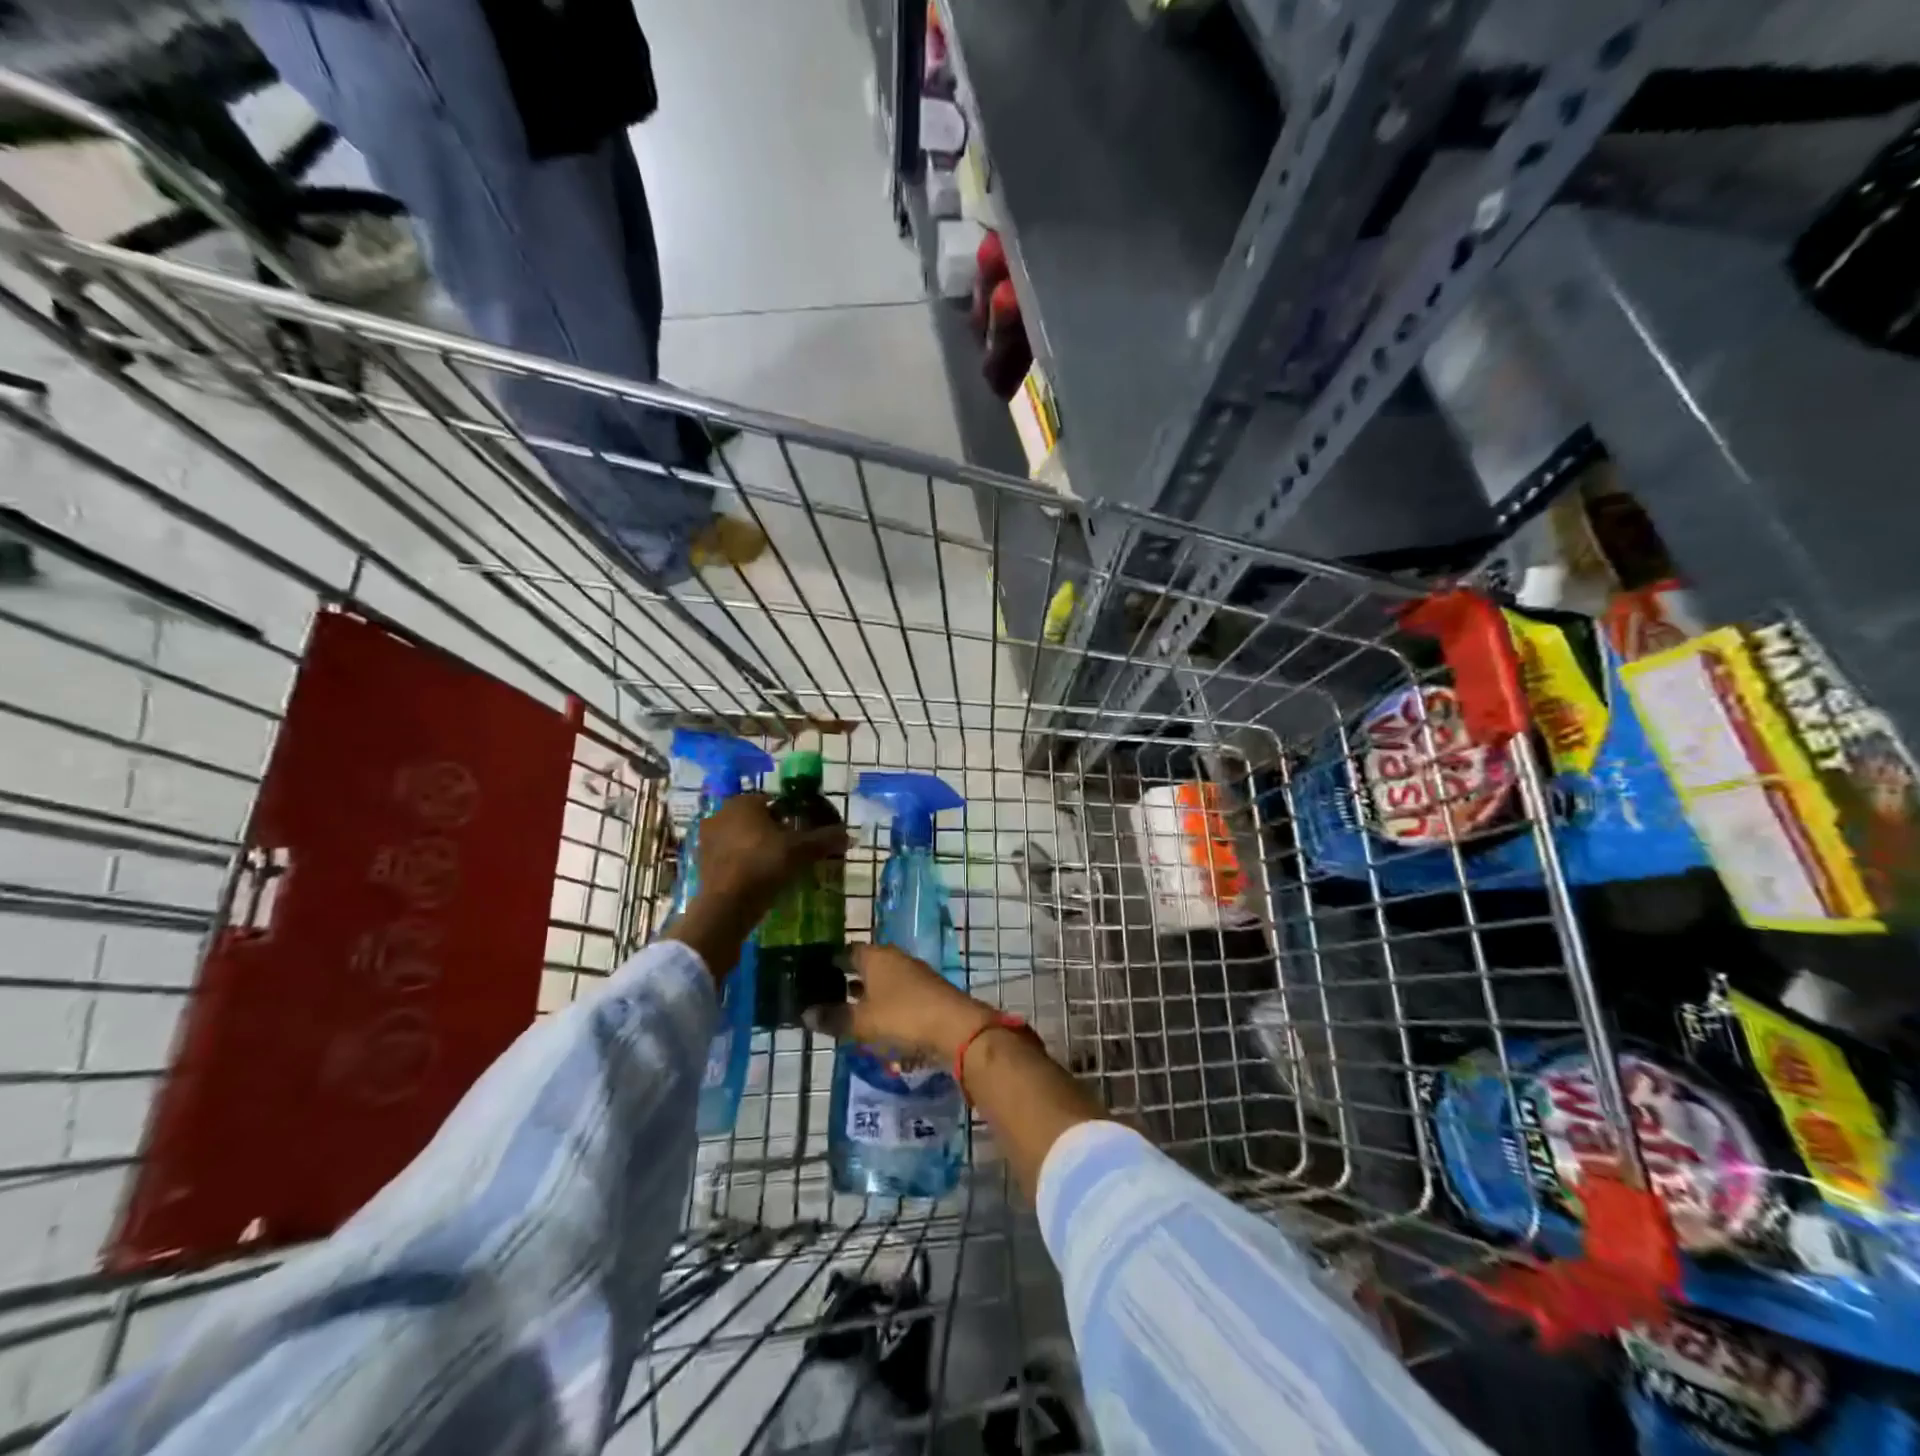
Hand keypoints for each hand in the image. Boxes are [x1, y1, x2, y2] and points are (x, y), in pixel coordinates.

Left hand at [692, 793, 844, 924]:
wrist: (726, 905)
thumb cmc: (764, 864)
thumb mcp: (801, 850)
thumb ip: (825, 839)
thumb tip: (849, 834)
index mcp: (743, 802)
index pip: (774, 801)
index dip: (793, 815)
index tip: (804, 832)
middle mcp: (721, 813)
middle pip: (757, 819)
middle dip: (775, 832)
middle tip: (794, 850)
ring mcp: (708, 839)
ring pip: (743, 838)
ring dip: (759, 848)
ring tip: (779, 867)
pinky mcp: (702, 862)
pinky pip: (731, 856)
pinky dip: (745, 863)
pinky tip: (760, 878)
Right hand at [803, 944, 993, 1062]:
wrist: (955, 1027)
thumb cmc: (902, 1016)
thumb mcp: (862, 1021)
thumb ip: (834, 1017)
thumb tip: (805, 1014)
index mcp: (876, 956)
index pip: (847, 952)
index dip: (831, 962)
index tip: (814, 974)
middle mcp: (894, 958)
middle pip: (866, 964)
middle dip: (848, 978)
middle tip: (827, 994)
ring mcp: (913, 974)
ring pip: (882, 980)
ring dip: (867, 993)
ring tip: (848, 1009)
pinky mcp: (926, 992)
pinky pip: (897, 994)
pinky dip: (884, 1004)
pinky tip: (876, 1021)